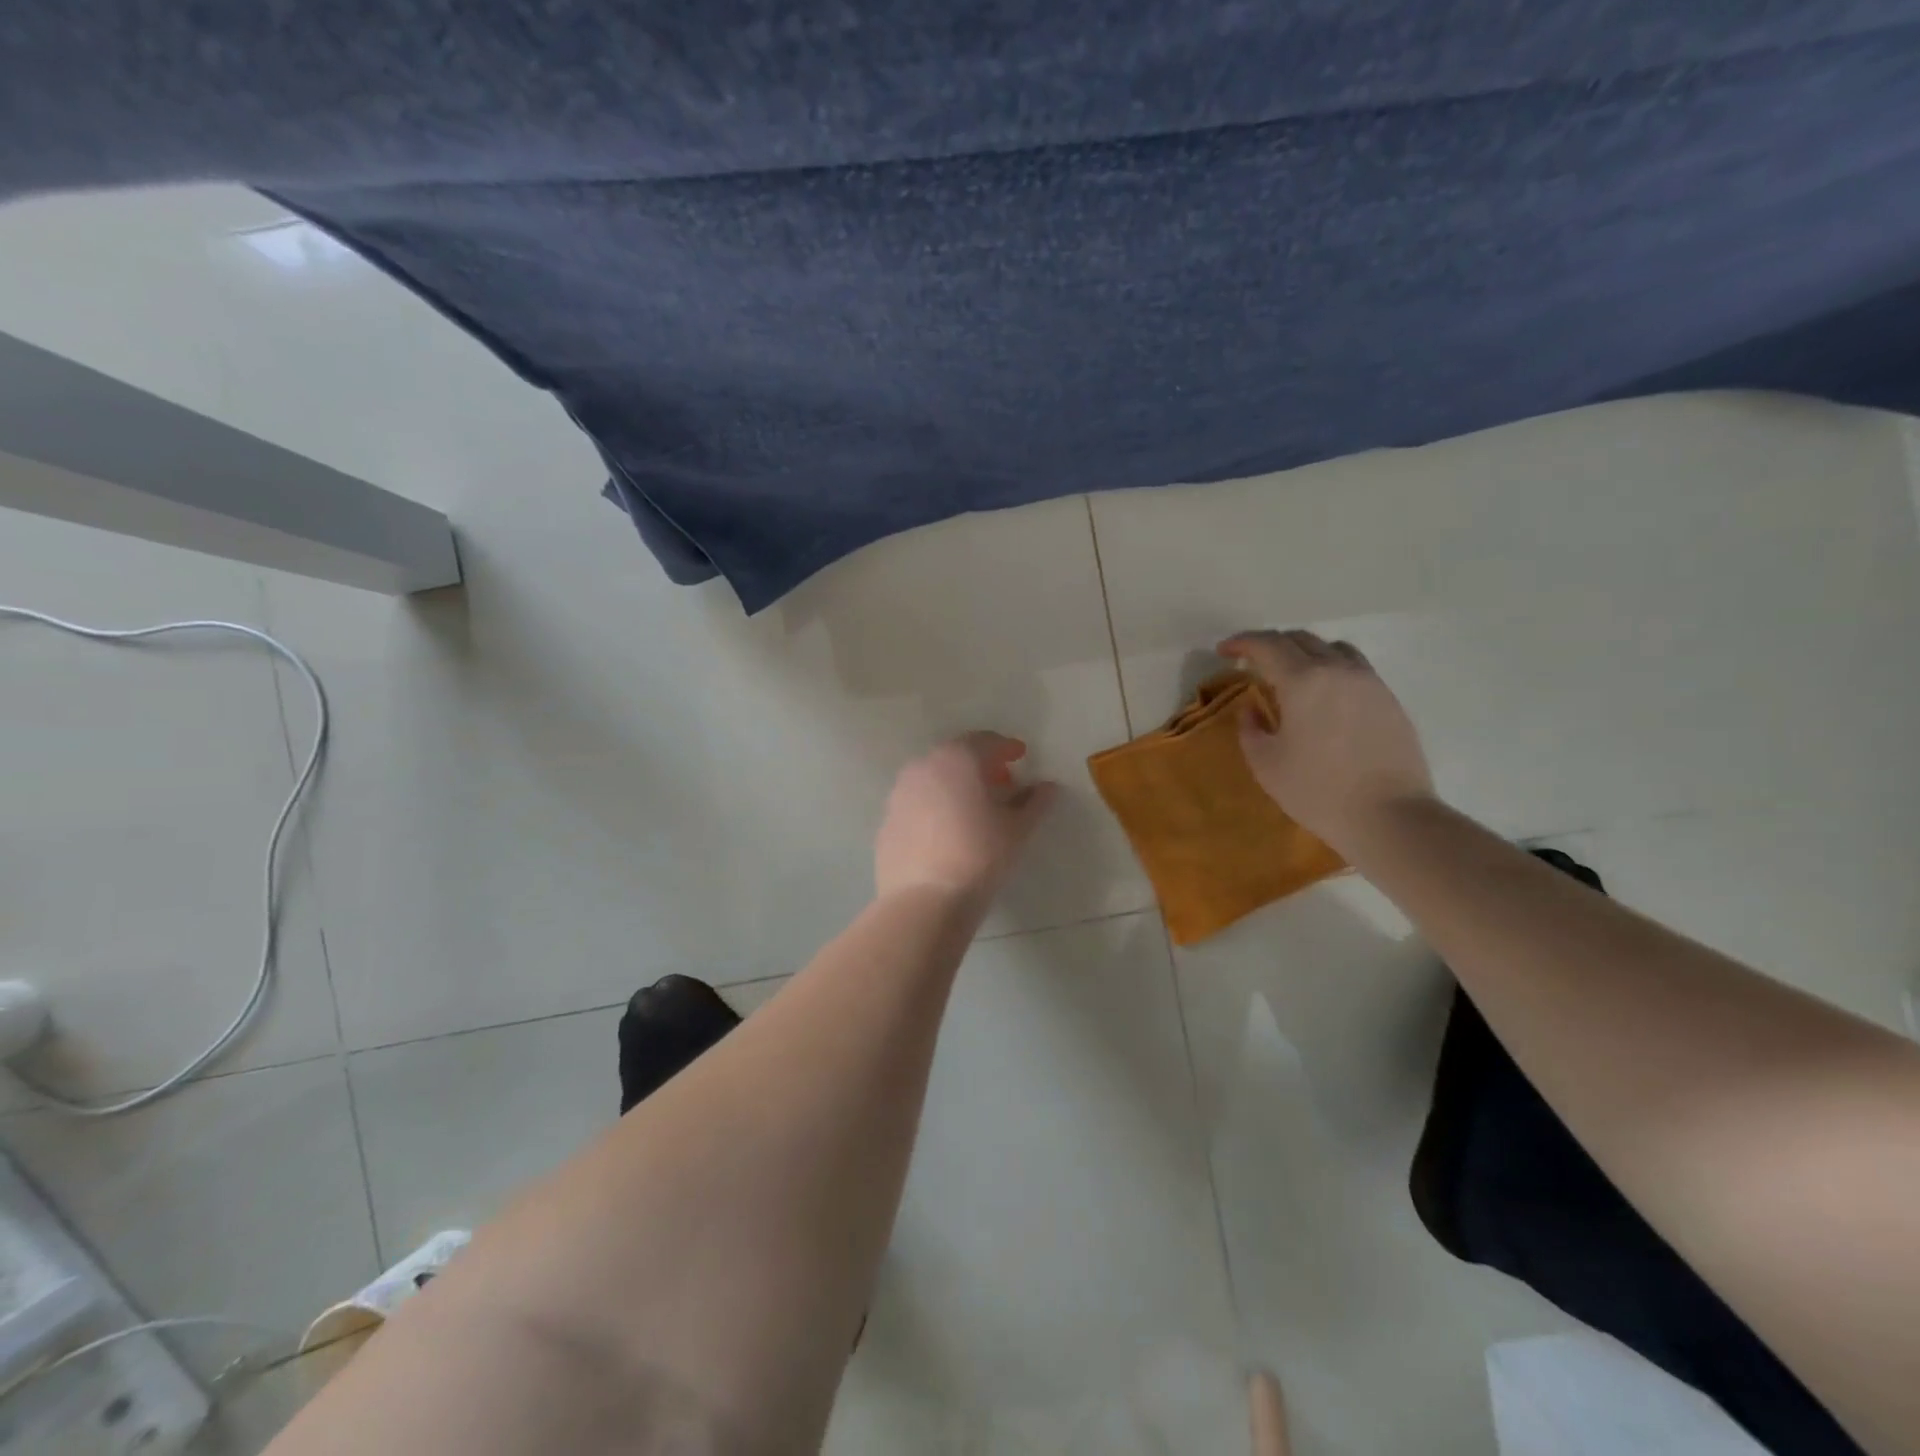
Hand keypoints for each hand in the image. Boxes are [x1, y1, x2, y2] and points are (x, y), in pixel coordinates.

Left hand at [874, 733, 1058, 905]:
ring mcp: (900, 792)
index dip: (1007, 748)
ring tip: (974, 808)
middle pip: (957, 755)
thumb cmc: (979, 856)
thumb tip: (1048, 787)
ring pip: (933, 777)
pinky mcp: (887, 819)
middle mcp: (924, 766)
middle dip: (981, 765)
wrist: (923, 900)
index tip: (1021, 756)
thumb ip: (1035, 803)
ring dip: (955, 784)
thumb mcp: (1017, 830)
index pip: (986, 741)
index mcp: (957, 759)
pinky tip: (948, 830)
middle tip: (1001, 783)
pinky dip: (935, 805)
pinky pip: (917, 802)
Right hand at [1219, 629, 1435, 852]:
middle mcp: (1338, 670)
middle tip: (1251, 662)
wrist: (1390, 816)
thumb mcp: (1266, 764)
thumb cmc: (1318, 791)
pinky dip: (1330, 667)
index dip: (1242, 642)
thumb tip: (1253, 708)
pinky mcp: (1389, 699)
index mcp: (1303, 681)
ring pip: (1332, 648)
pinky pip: (1354, 667)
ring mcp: (1369, 682)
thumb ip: (1251, 728)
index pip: (1267, 645)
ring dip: (1304, 651)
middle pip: (1300, 639)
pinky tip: (1323, 694)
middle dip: (1270, 644)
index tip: (1224, 650)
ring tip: (1290, 673)